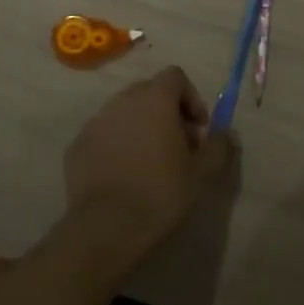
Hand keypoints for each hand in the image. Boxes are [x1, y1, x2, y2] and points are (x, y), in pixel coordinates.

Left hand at [64, 67, 234, 256]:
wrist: (107, 228)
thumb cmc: (161, 193)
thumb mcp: (202, 173)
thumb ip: (219, 146)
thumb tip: (226, 132)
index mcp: (155, 99)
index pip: (175, 77)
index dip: (191, 98)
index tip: (198, 128)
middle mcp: (122, 101)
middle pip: (149, 92)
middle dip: (166, 112)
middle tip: (178, 145)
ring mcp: (96, 122)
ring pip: (124, 113)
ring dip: (140, 127)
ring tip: (149, 161)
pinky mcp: (77, 145)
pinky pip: (103, 135)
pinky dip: (116, 145)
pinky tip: (123, 174)